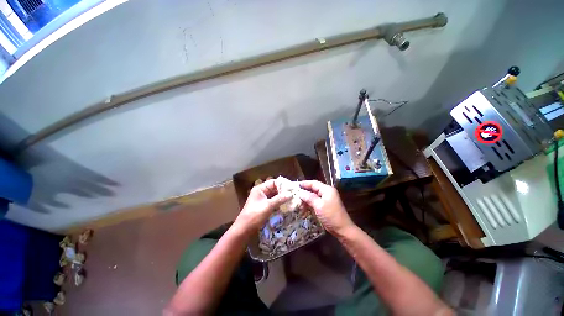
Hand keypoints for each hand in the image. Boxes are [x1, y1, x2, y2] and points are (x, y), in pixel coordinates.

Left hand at [235, 179, 291, 231]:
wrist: (244, 229)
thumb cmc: (255, 215)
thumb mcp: (268, 206)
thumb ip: (279, 199)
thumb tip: (290, 194)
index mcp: (260, 189)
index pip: (273, 182)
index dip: (282, 184)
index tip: (291, 188)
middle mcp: (261, 192)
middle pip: (274, 188)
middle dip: (283, 191)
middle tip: (293, 193)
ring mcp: (262, 199)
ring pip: (274, 195)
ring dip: (282, 197)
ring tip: (291, 198)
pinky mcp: (264, 205)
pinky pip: (273, 201)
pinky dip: (279, 202)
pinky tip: (286, 204)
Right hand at [298, 180, 354, 234]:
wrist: (342, 229)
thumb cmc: (331, 215)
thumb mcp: (319, 205)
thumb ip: (309, 197)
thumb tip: (300, 192)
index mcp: (327, 190)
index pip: (314, 183)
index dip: (305, 183)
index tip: (296, 185)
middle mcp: (327, 192)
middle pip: (313, 189)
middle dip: (304, 191)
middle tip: (295, 193)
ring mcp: (326, 199)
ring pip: (313, 196)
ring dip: (306, 198)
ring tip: (298, 202)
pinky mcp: (325, 206)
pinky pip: (315, 202)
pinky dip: (309, 203)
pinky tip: (303, 207)